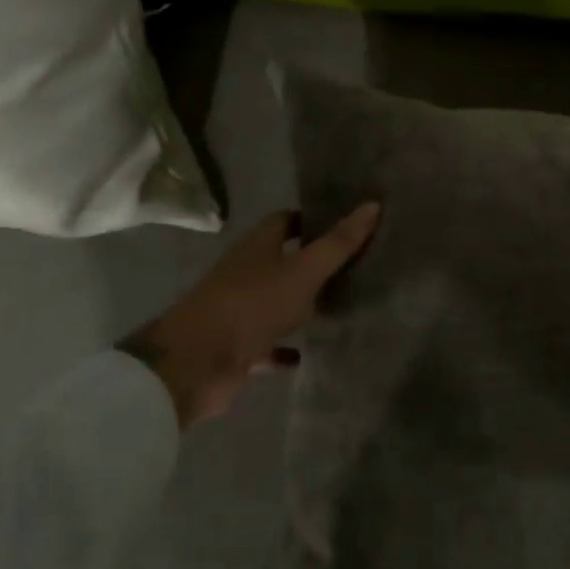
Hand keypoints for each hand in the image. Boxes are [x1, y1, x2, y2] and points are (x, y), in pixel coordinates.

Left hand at [123, 203, 380, 426]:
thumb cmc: (252, 304)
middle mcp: (246, 272)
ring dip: (302, 305)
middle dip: (313, 262)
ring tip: (342, 306)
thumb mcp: (304, 271)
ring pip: (277, 301)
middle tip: (355, 265)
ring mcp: (240, 310)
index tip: (346, 224)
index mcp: (258, 246)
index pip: (286, 221)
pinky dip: (287, 347)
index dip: (313, 219)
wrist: (196, 364)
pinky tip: (310, 352)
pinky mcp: (238, 345)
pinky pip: (269, 343)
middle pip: (283, 260)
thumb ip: (339, 243)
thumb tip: (373, 204)